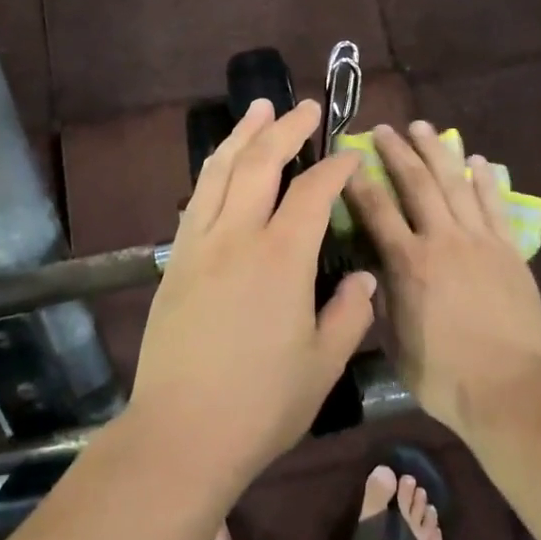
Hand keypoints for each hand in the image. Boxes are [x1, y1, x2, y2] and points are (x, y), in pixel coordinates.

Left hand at [128, 98, 378, 486]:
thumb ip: (349, 314)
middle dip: (287, 129)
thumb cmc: (262, 404)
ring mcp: (200, 244)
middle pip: (261, 162)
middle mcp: (238, 236)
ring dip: (242, 135)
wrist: (182, 431)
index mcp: (282, 258)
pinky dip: (214, 170)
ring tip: (259, 109)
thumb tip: (364, 278)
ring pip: (220, 170)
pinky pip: (197, 198)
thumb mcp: (323, 365)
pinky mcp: (176, 260)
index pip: (314, 192)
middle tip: (306, 107)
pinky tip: (223, 164)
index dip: (336, 168)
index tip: (351, 157)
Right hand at [345, 121, 540, 434]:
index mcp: (409, 264)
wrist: (513, 390)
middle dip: (398, 152)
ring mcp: (480, 242)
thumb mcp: (397, 342)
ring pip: (456, 184)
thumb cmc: (445, 375)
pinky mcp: (509, 251)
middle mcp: (443, 241)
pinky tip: (478, 160)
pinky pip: (495, 205)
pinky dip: (485, 180)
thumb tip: (375, 271)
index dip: (359, 181)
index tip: (348, 159)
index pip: (377, 211)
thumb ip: (385, 300)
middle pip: (417, 184)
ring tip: (425, 127)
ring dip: (439, 151)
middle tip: (384, 128)